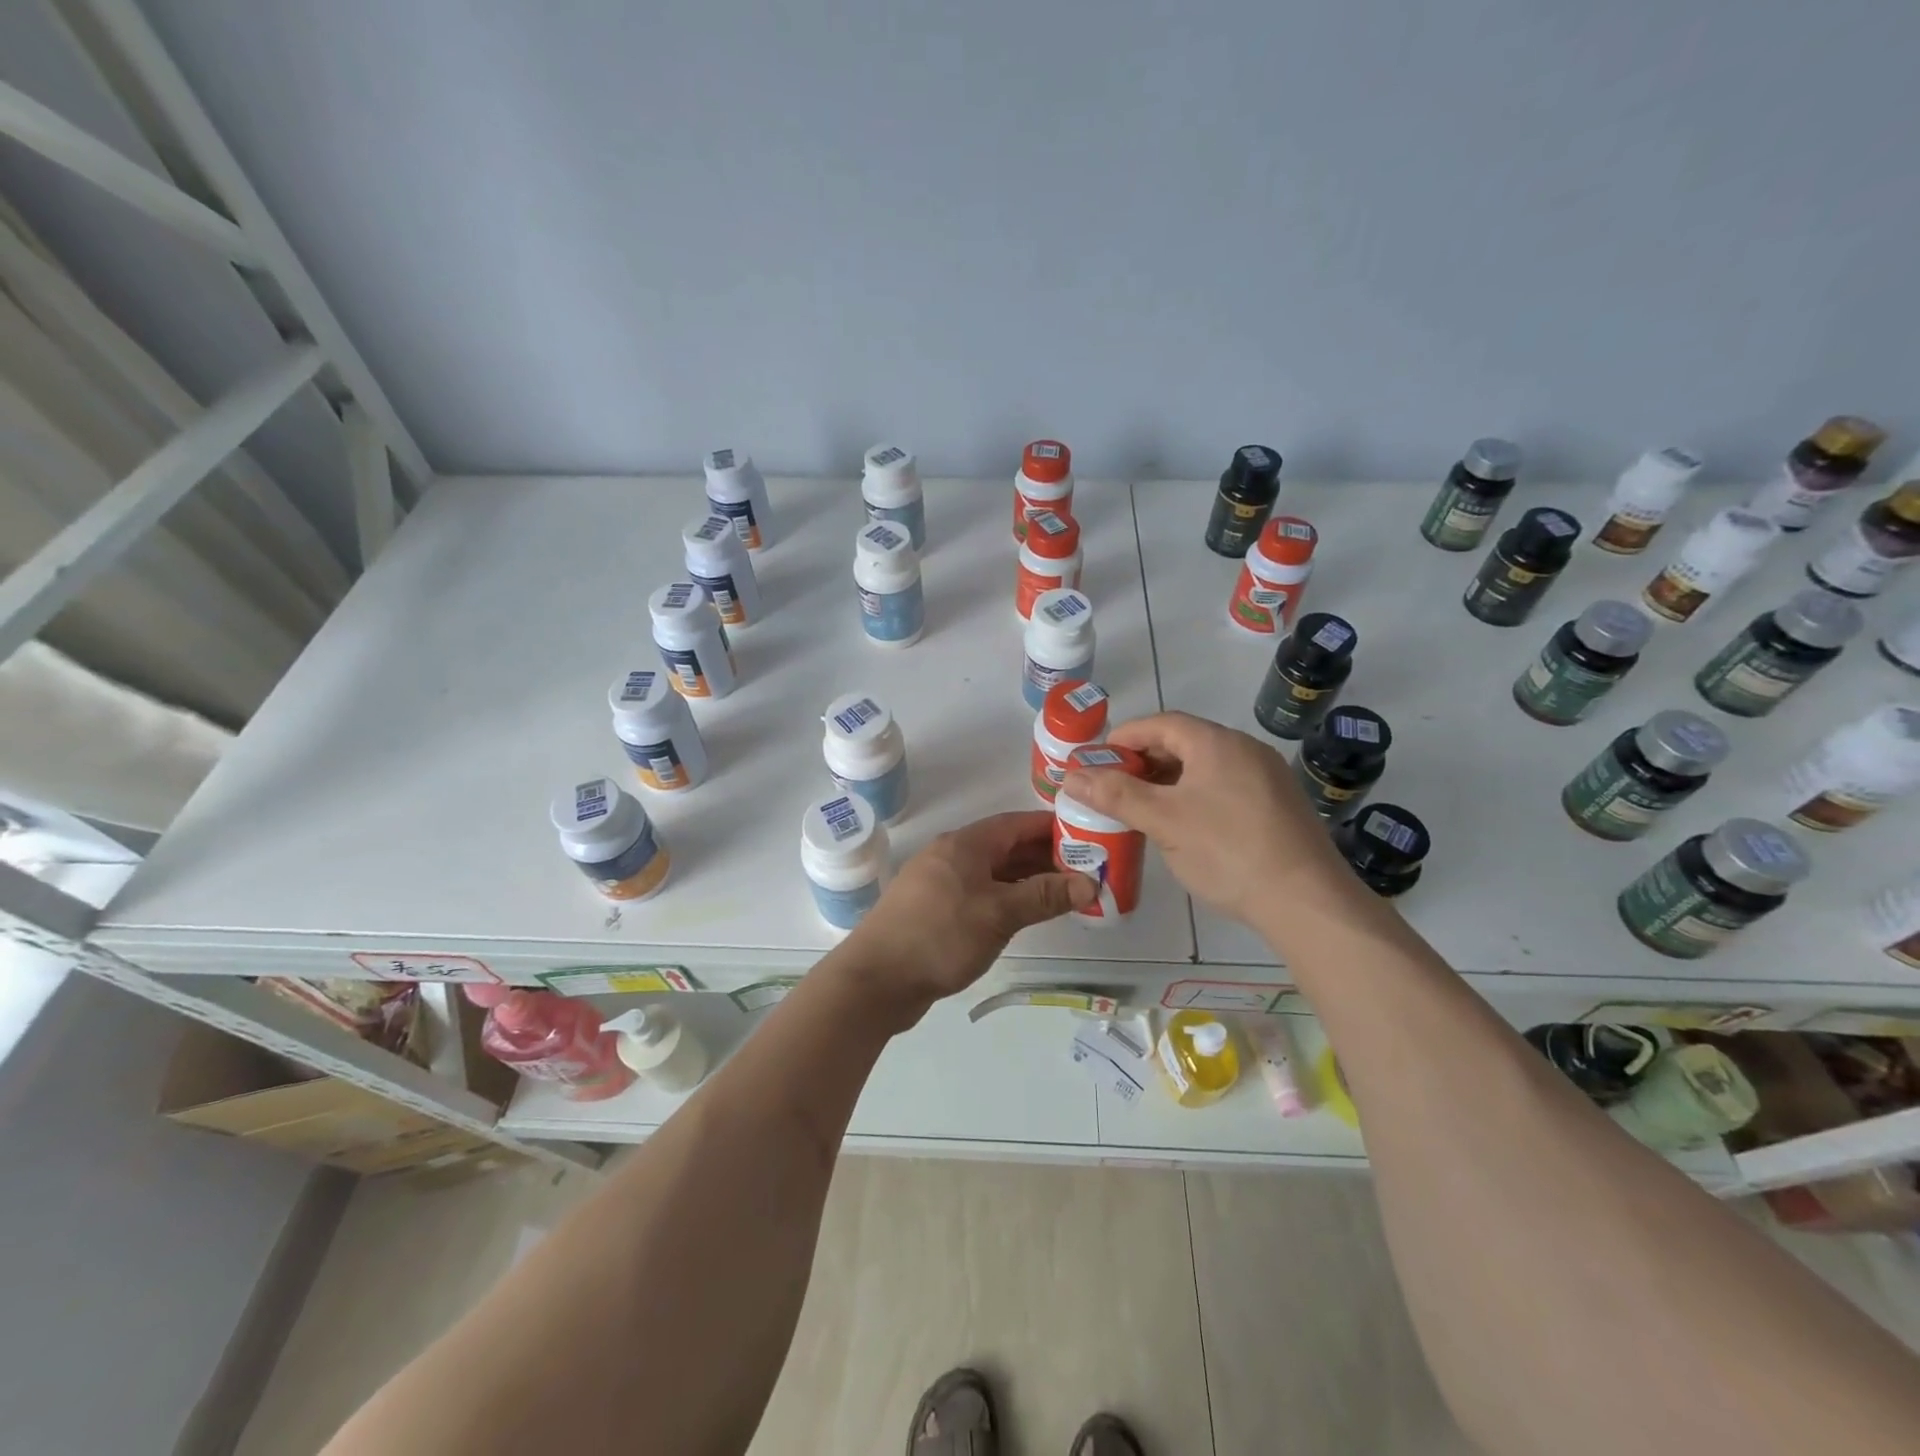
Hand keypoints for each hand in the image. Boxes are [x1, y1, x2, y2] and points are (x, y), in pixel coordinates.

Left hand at [837, 812, 1097, 1025]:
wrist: (876, 980)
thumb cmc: (940, 936)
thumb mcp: (999, 914)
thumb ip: (1044, 896)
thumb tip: (1088, 882)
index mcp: (964, 844)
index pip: (1017, 823)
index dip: (1052, 827)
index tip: (1088, 836)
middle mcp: (952, 856)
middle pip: (1006, 847)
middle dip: (1045, 856)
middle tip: (1086, 870)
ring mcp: (940, 884)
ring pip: (993, 873)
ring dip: (1027, 880)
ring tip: (1066, 894)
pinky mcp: (935, 911)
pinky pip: (980, 894)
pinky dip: (1006, 899)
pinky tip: (1027, 915)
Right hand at [1058, 711, 1352, 928]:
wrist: (1307, 901)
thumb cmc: (1227, 850)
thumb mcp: (1163, 821)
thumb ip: (1115, 794)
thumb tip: (1070, 776)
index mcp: (1216, 742)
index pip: (1160, 724)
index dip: (1123, 738)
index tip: (1096, 762)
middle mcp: (1245, 749)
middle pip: (1183, 743)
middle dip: (1143, 762)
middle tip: (1114, 788)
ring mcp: (1267, 777)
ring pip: (1204, 768)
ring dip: (1168, 782)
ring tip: (1142, 809)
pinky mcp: (1278, 806)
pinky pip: (1225, 788)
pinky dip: (1195, 797)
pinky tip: (1184, 827)